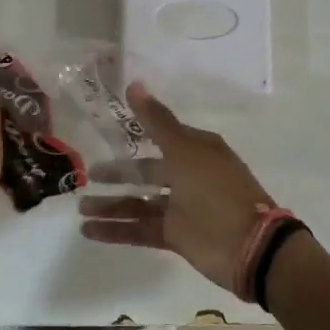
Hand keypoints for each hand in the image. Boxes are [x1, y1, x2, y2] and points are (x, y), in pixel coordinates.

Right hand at [78, 82, 275, 291]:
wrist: (248, 246)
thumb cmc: (216, 190)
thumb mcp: (185, 150)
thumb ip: (156, 121)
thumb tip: (135, 83)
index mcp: (196, 151)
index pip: (162, 136)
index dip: (136, 133)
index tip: (107, 131)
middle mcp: (188, 177)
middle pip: (146, 172)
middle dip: (118, 174)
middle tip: (88, 174)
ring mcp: (182, 208)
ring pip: (139, 203)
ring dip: (111, 205)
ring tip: (81, 207)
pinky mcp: (176, 236)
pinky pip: (140, 229)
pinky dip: (116, 230)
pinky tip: (88, 230)